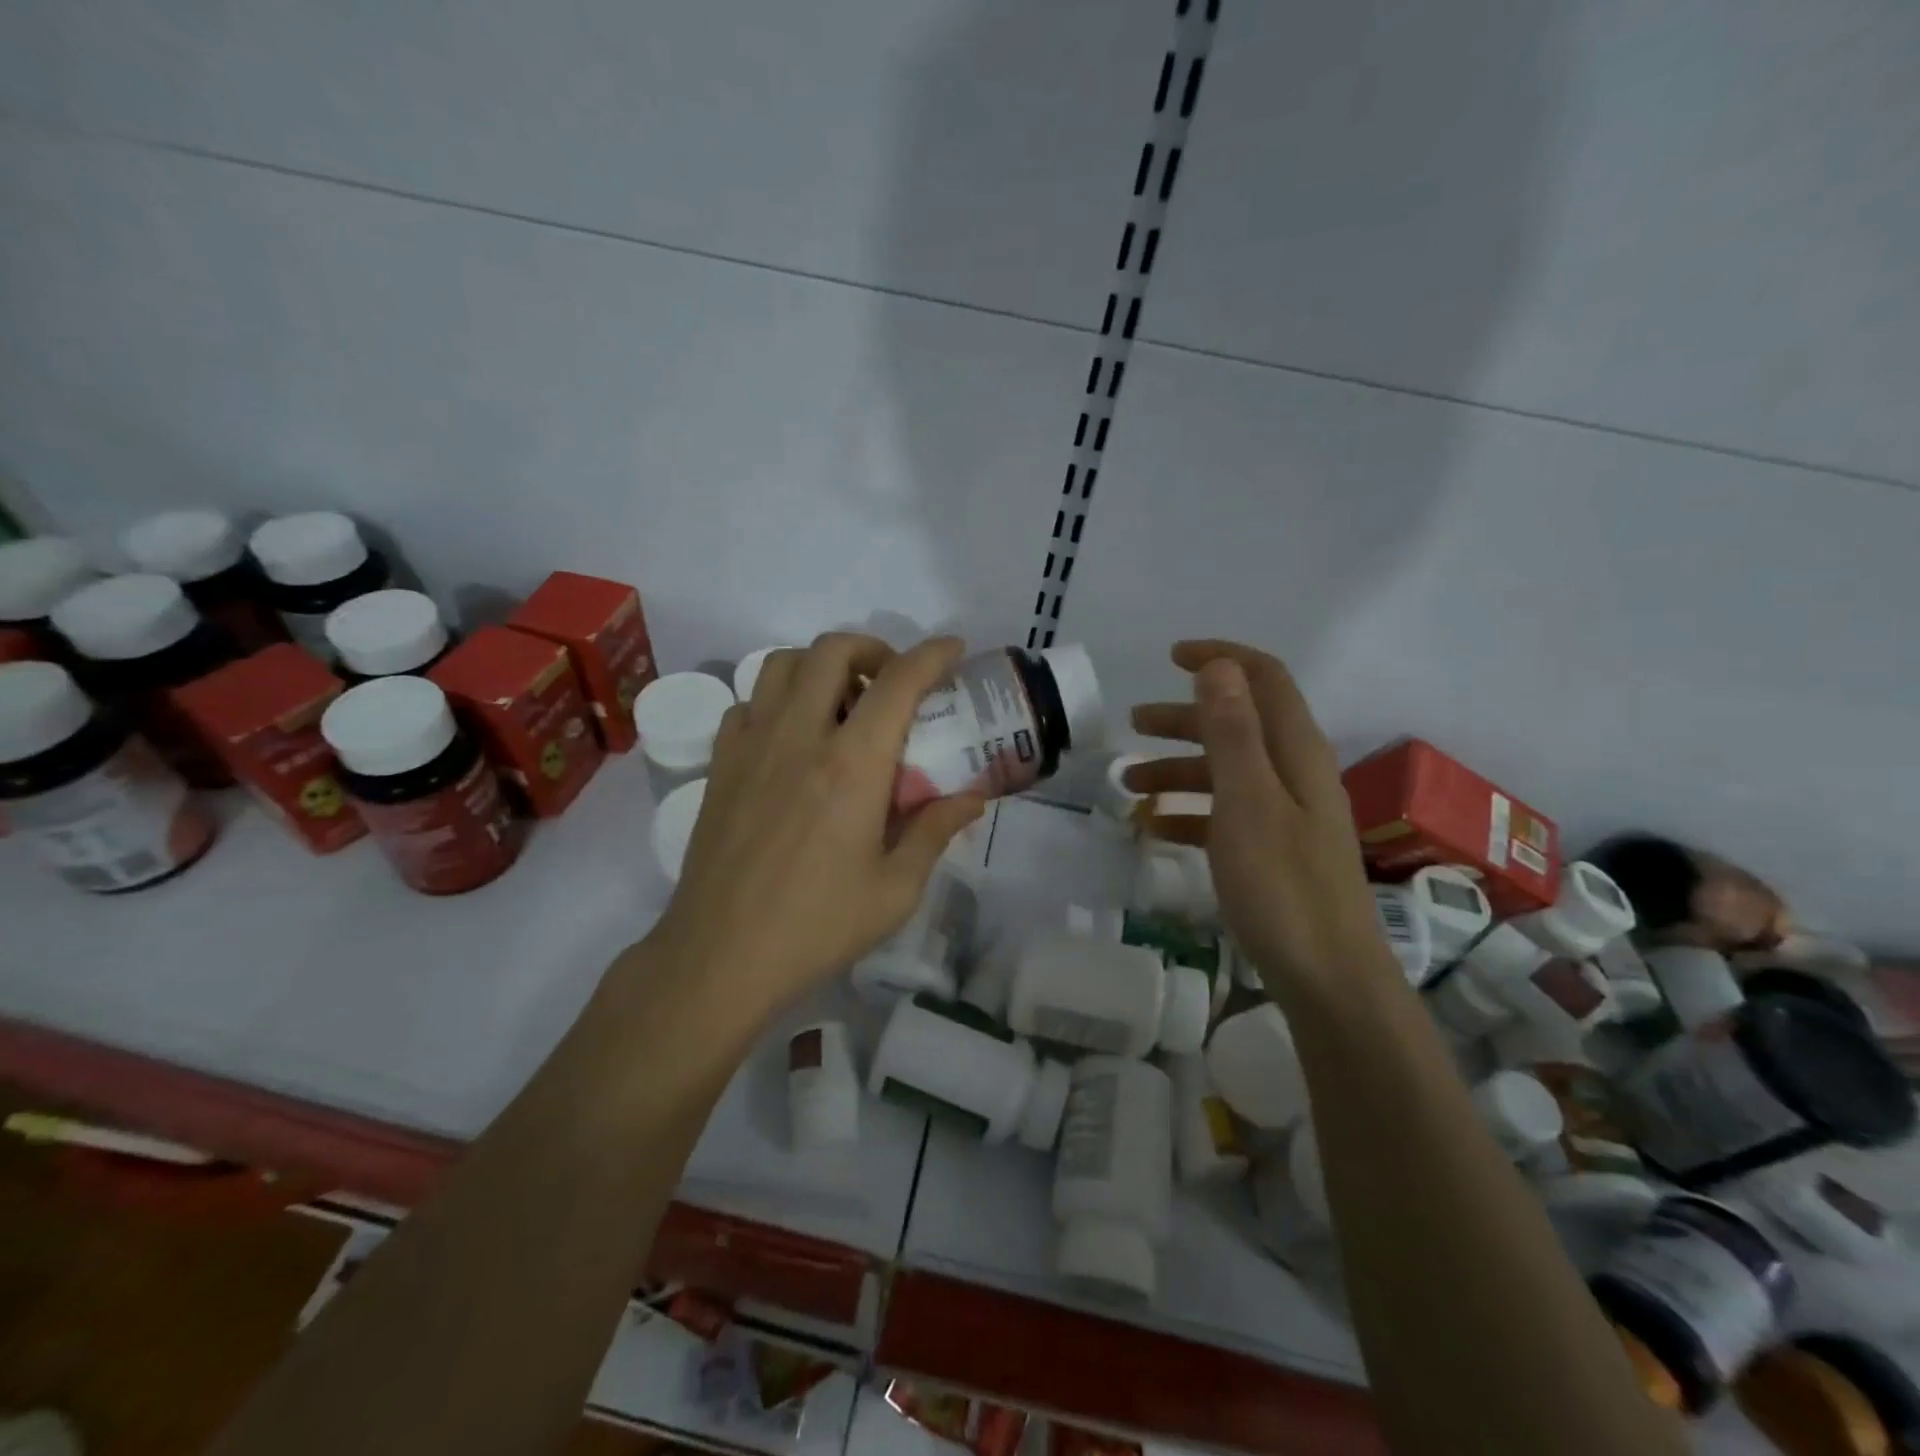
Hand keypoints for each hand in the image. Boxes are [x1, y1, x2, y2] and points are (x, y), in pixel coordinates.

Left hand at [648, 633, 985, 1015]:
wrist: (720, 956)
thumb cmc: (817, 926)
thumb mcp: (896, 890)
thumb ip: (936, 831)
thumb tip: (972, 797)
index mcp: (851, 765)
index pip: (899, 682)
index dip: (932, 655)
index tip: (953, 650)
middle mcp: (799, 737)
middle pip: (832, 650)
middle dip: (873, 648)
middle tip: (893, 681)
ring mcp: (751, 745)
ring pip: (782, 664)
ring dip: (821, 665)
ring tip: (842, 702)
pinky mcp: (720, 764)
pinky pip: (749, 703)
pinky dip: (778, 700)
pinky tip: (793, 737)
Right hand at [1125, 640, 1396, 1005]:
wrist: (1327, 977)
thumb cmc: (1282, 885)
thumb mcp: (1248, 801)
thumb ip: (1233, 732)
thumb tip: (1218, 666)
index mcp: (1296, 752)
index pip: (1264, 680)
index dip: (1221, 659)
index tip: (1171, 657)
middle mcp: (1294, 773)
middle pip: (1238, 724)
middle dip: (1184, 718)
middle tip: (1133, 725)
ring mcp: (1285, 815)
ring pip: (1225, 772)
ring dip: (1177, 769)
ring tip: (1129, 786)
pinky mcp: (1272, 851)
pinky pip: (1224, 815)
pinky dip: (1188, 812)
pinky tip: (1155, 829)